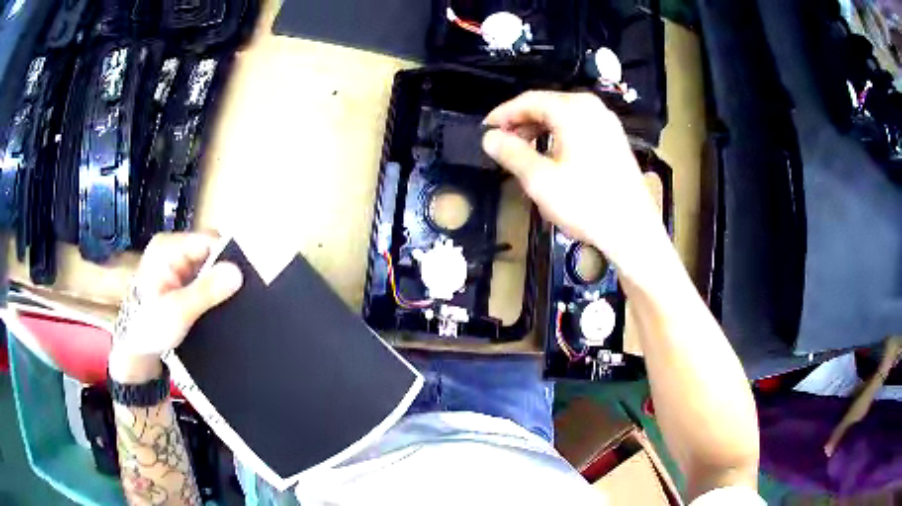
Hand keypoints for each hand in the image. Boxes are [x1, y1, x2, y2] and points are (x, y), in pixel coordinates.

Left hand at [108, 232, 242, 382]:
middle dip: (221, 273)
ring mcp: (173, 262)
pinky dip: (207, 289)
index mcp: (167, 248)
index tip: (241, 279)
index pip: (208, 239)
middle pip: (209, 250)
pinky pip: (201, 275)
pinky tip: (207, 304)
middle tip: (226, 296)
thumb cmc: (147, 328)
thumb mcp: (179, 311)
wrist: (135, 348)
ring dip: (214, 283)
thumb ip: (207, 290)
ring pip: (207, 264)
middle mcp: (170, 248)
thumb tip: (236, 273)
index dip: (228, 258)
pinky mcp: (177, 275)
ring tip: (215, 302)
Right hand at [482, 91, 666, 277]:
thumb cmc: (586, 203)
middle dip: (521, 122)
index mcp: (573, 110)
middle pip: (547, 105)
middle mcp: (592, 107)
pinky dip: (559, 135)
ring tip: (523, 151)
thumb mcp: (540, 179)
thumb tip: (489, 138)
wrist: (633, 231)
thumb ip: (511, 153)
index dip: (503, 114)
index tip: (485, 129)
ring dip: (539, 129)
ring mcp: (607, 123)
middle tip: (502, 143)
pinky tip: (551, 155)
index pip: (529, 100)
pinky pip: (579, 127)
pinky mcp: (615, 139)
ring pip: (563, 116)